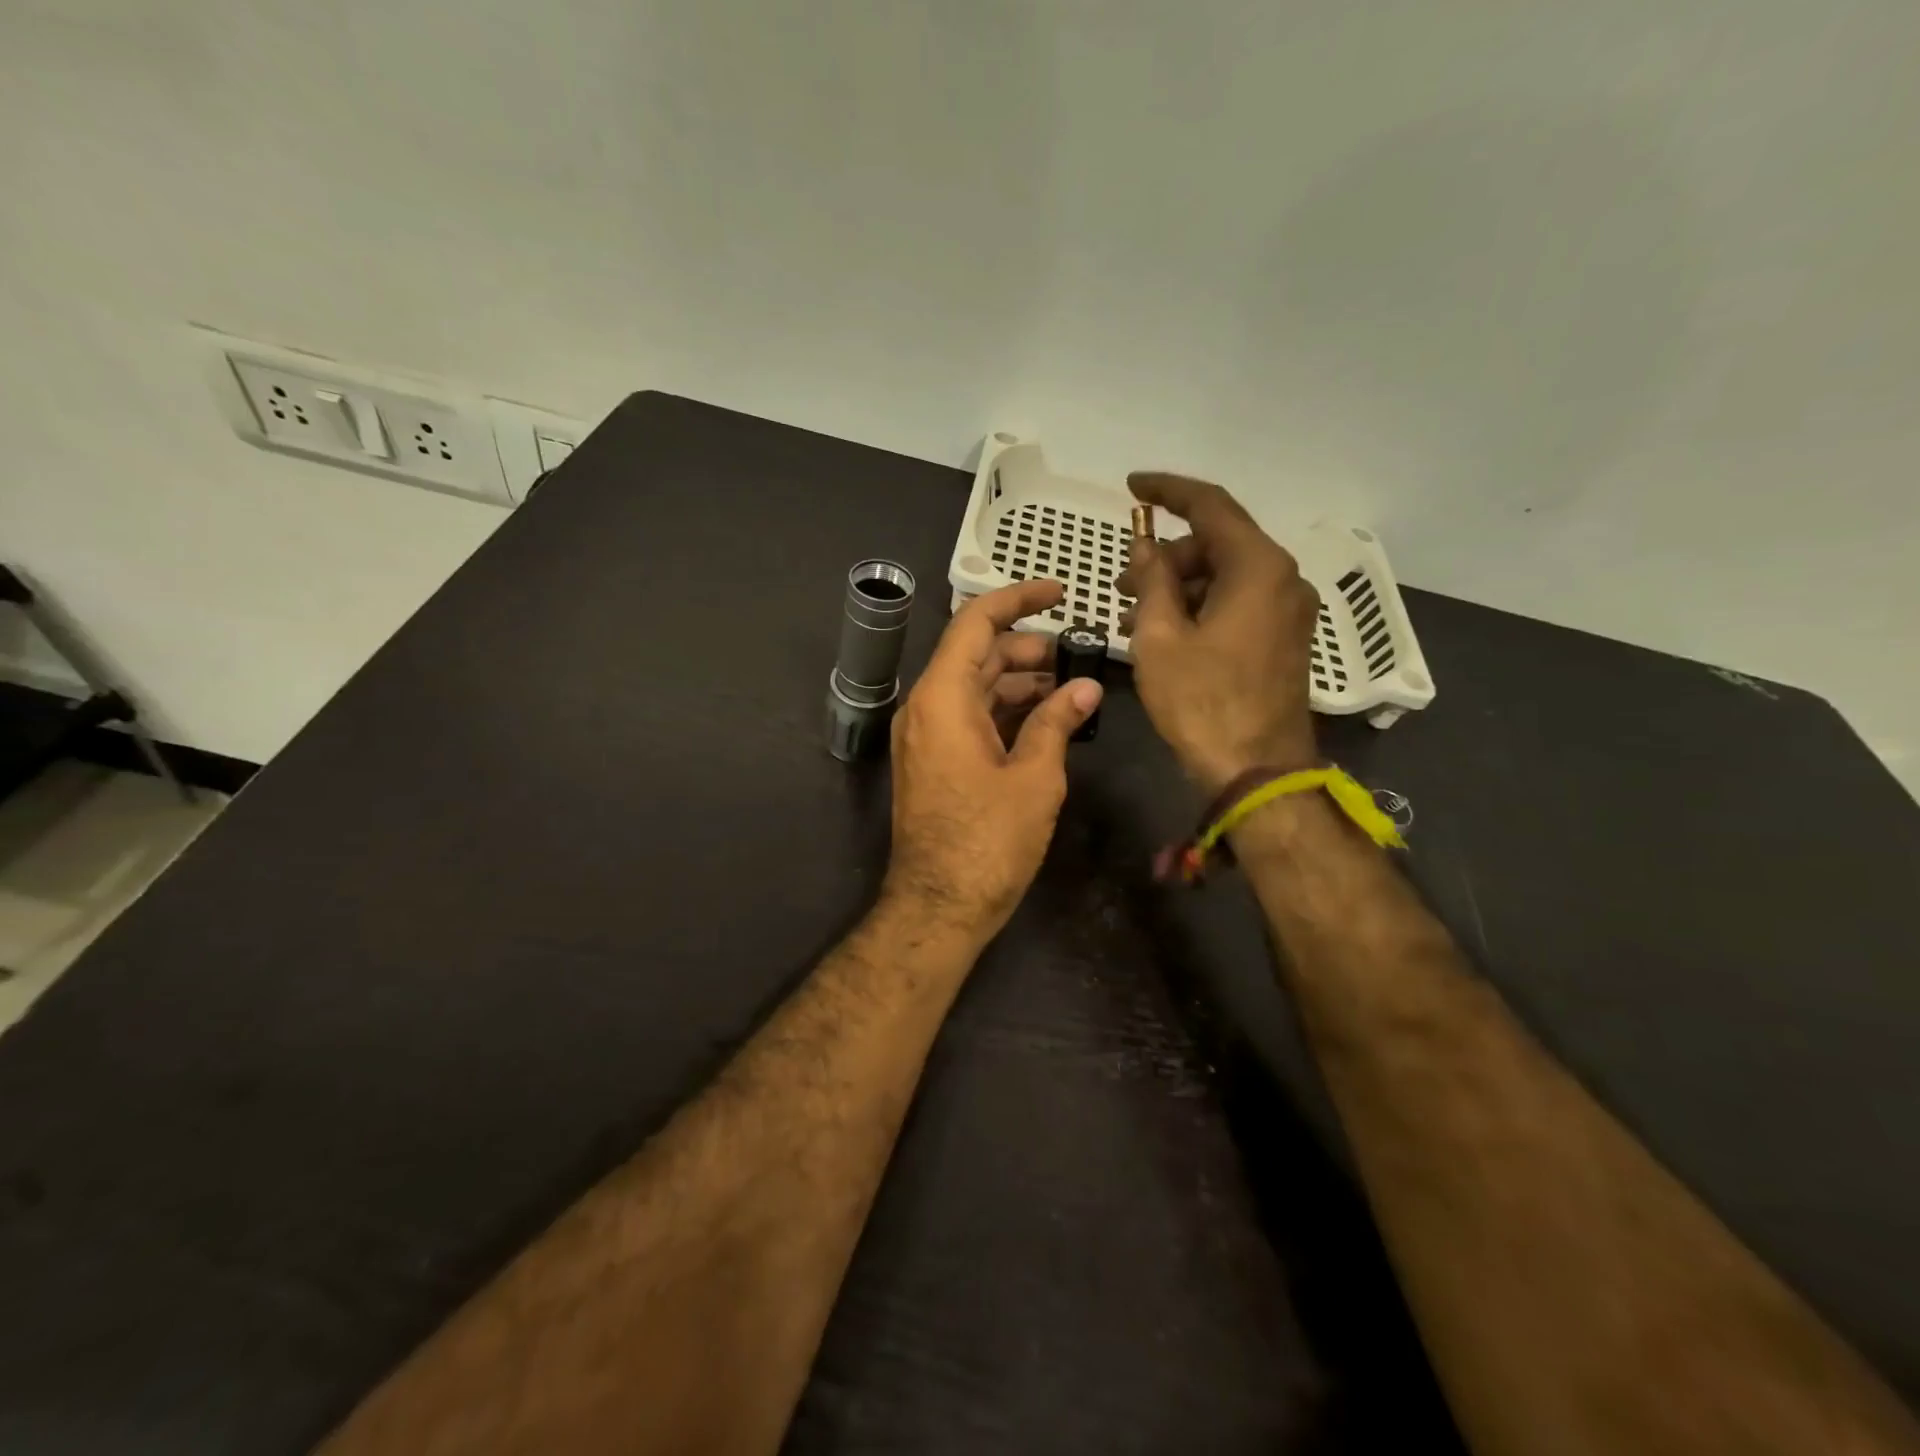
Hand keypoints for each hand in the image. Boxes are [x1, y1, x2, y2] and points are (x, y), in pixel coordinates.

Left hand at [884, 580, 1103, 940]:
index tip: (1059, 591)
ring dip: (1020, 682)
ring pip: (975, 687)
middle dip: (1027, 648)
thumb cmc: (988, 842)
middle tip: (1077, 655)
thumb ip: (1057, 723)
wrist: (939, 906)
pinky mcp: (934, 761)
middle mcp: (926, 708)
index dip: (1018, 599)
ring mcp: (926, 736)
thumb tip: (1085, 689)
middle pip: (976, 655)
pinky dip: (1006, 711)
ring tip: (1070, 689)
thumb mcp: (1034, 779)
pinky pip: (970, 717)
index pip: (976, 623)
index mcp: (942, 698)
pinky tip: (1046, 719)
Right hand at [1116, 473, 1319, 793]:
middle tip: (1122, 584)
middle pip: (1218, 544)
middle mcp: (1283, 579)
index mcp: (1257, 567)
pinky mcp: (1284, 639)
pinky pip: (1237, 603)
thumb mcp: (1160, 638)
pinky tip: (1165, 633)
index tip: (1131, 486)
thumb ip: (1152, 582)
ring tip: (1134, 617)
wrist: (1256, 770)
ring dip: (1179, 587)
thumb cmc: (1202, 702)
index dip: (1167, 491)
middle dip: (1167, 556)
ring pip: (1226, 576)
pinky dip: (1200, 607)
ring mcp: (1288, 611)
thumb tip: (1146, 549)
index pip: (1210, 505)